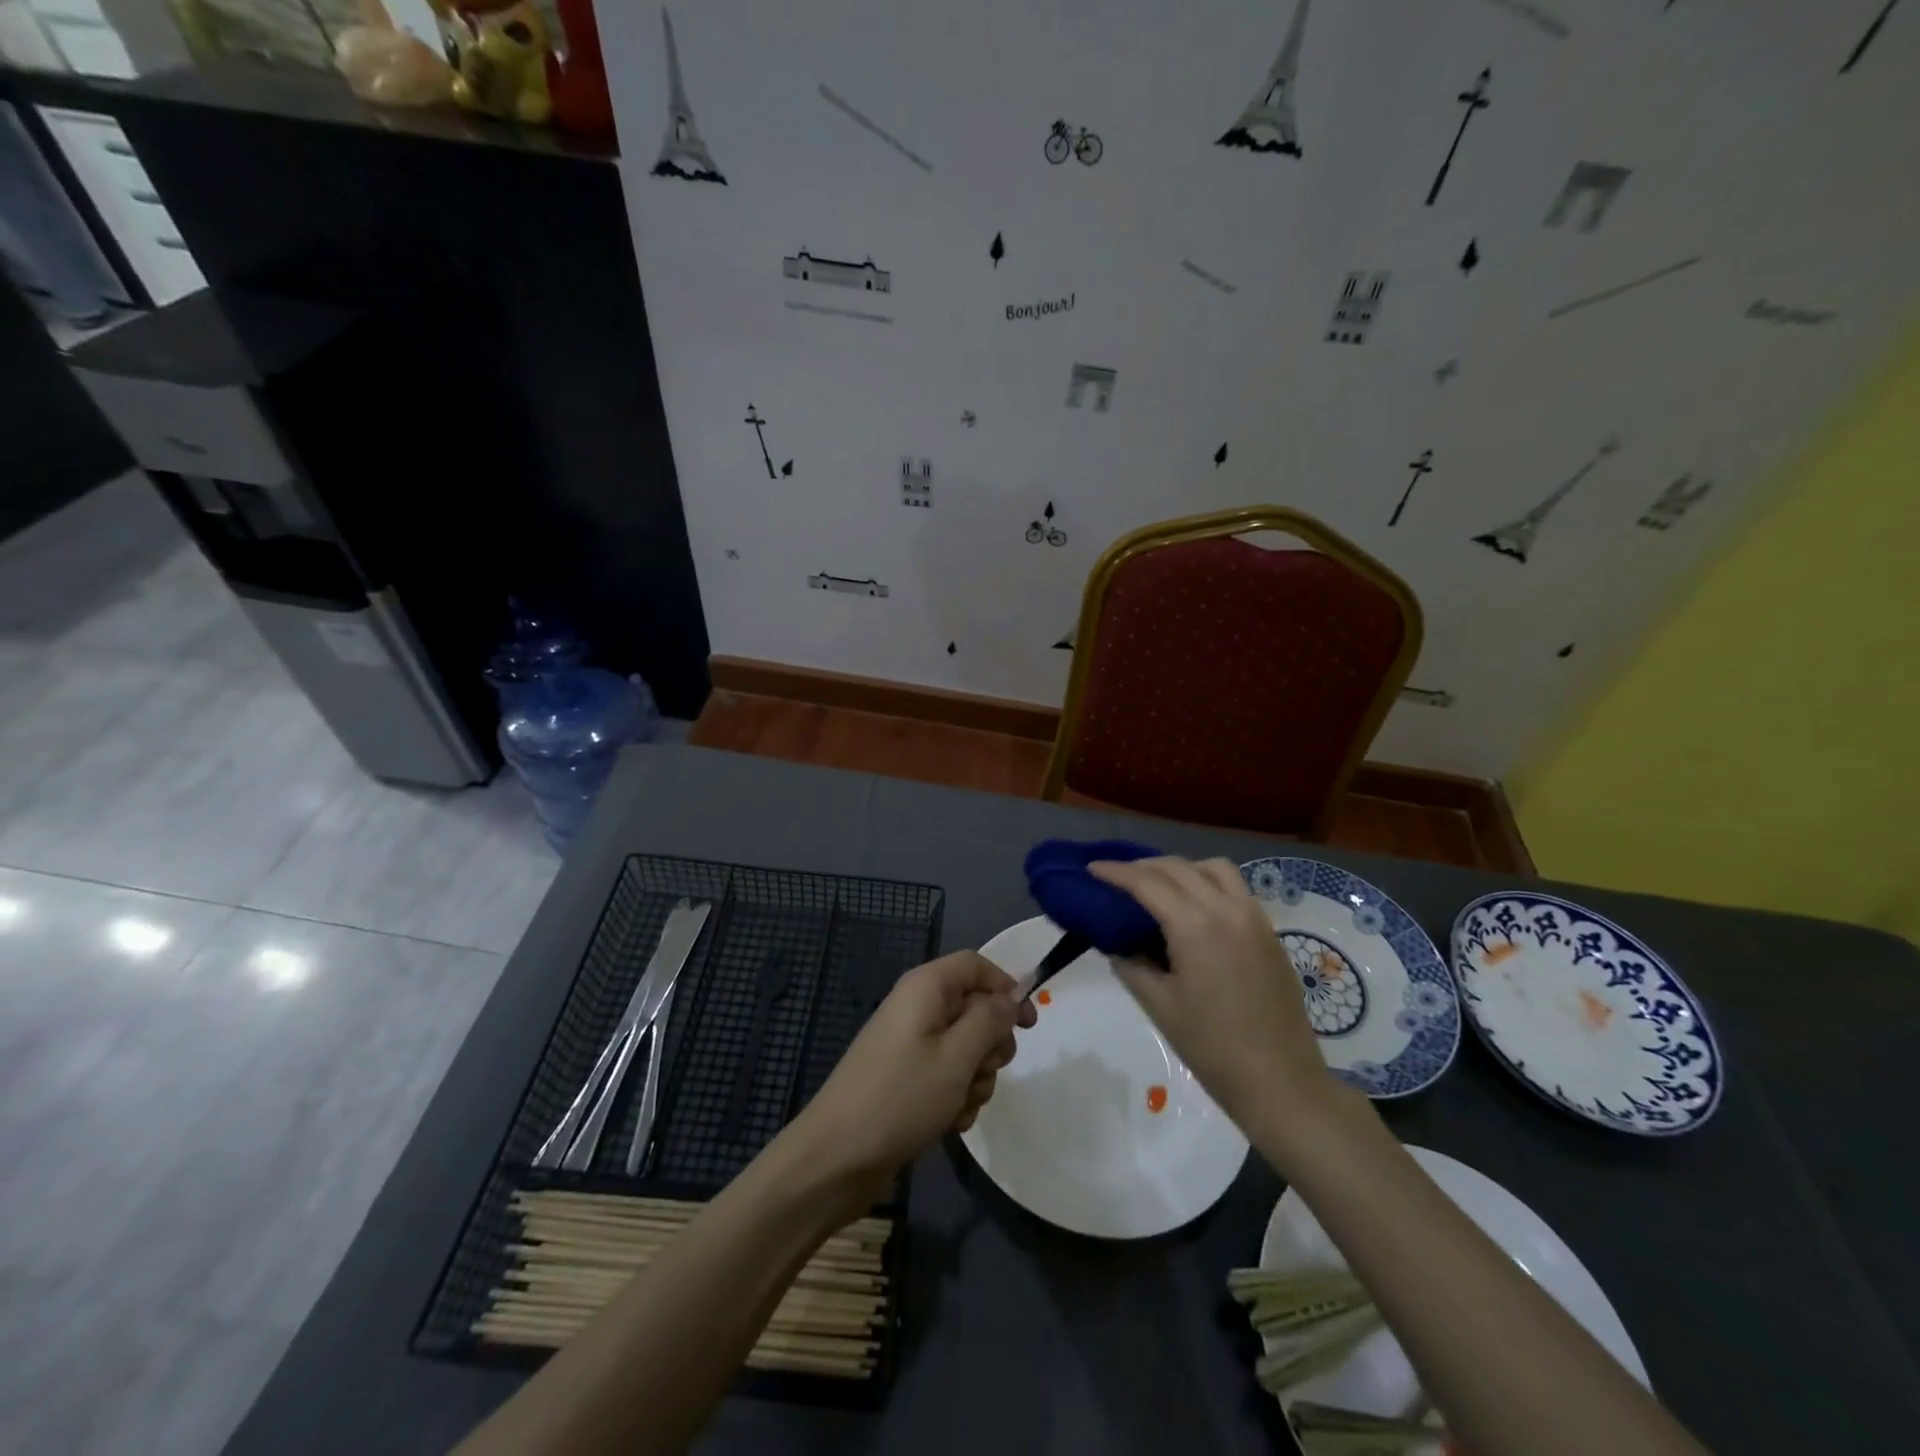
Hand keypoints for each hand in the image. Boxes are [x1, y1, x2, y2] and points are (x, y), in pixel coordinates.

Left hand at [793, 951, 1036, 1204]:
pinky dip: (956, 1094)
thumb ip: (990, 1020)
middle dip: (990, 1043)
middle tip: (985, 1070)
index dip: (1006, 987)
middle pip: (975, 1007)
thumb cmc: (901, 1098)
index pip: (976, 965)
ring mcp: (910, 1043)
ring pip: (966, 1046)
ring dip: (975, 1077)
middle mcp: (917, 1007)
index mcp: (925, 988)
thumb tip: (1010, 998)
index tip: (1028, 1024)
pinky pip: (947, 1073)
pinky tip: (950, 1121)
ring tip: (960, 1104)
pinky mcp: (906, 1076)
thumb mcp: (957, 1057)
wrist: (836, 1158)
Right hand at [1089, 857, 1336, 1126]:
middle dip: (1143, 866)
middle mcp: (1227, 909)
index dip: (1115, 872)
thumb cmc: (1212, 1048)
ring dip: (1182, 868)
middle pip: (1179, 868)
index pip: (1147, 883)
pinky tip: (1194, 907)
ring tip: (1159, 886)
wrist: (1281, 1083)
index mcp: (1195, 926)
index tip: (1091, 867)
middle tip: (1117, 877)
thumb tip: (1116, 942)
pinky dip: (1208, 882)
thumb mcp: (1158, 1005)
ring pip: (1214, 868)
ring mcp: (1254, 918)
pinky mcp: (1270, 932)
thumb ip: (1131, 964)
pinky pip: (1236, 888)